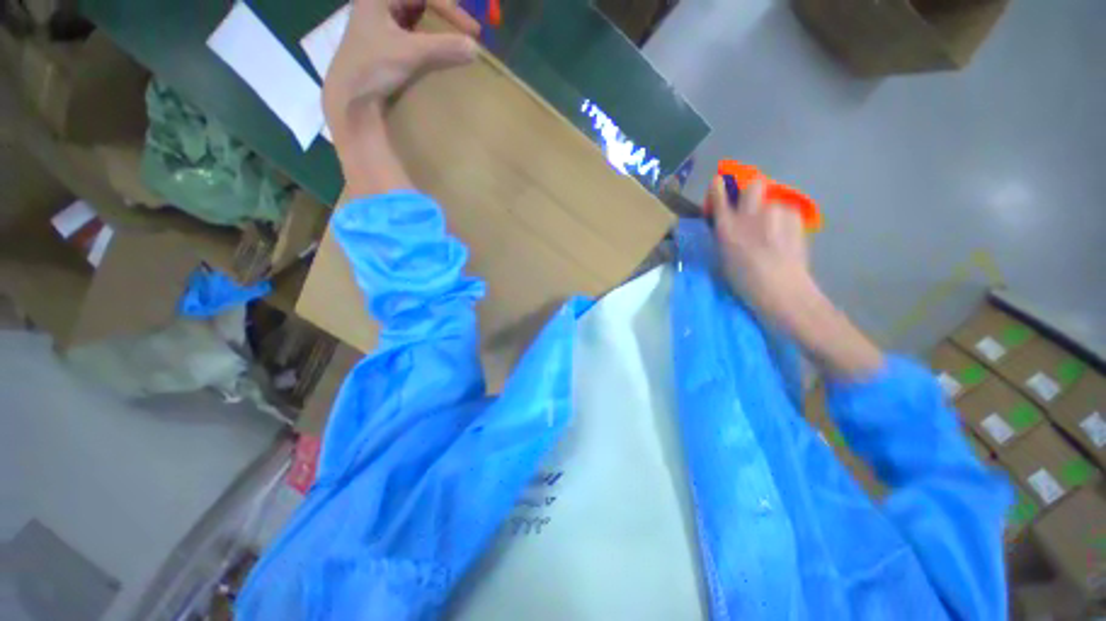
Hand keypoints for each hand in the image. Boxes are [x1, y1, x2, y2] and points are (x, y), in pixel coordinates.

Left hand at [322, 0, 479, 141]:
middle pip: (420, 3)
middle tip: (468, 31)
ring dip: (437, 26)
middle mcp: (378, 3)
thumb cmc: (373, 68)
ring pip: (416, 16)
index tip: (473, 31)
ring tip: (456, 39)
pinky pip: (411, 31)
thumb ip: (443, 47)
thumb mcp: (410, 53)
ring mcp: (379, 22)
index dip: (452, 10)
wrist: (350, 97)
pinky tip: (438, 50)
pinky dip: (427, 38)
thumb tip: (475, 48)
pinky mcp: (382, 41)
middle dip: (445, 15)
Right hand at [711, 177, 815, 326]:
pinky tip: (785, 235)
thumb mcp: (723, 256)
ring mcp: (775, 213)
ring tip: (772, 228)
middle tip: (752, 204)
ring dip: (769, 208)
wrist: (781, 289)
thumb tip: (728, 222)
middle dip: (751, 190)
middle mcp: (750, 214)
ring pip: (773, 199)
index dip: (718, 186)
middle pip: (753, 183)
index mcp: (727, 227)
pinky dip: (783, 218)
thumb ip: (724, 233)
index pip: (720, 195)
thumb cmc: (744, 281)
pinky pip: (786, 210)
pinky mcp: (795, 217)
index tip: (719, 182)